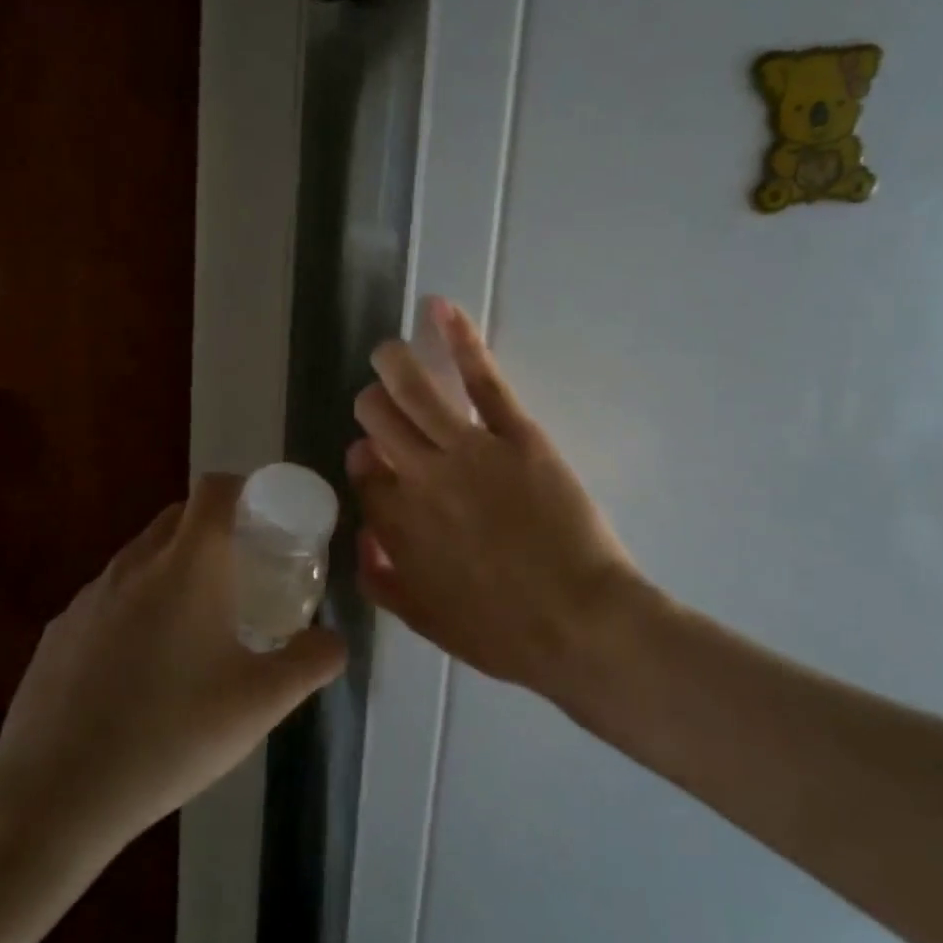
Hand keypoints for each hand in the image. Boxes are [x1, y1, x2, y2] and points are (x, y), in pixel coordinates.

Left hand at [0, 474, 342, 865]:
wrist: (53, 795)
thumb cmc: (171, 734)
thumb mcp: (263, 703)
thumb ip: (312, 662)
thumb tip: (335, 641)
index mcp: (188, 565)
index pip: (216, 489)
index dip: (246, 489)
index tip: (269, 520)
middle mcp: (135, 565)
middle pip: (178, 516)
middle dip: (215, 529)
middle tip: (245, 572)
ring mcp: (89, 597)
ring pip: (141, 557)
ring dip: (174, 568)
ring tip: (198, 623)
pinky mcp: (59, 632)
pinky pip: (109, 597)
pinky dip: (136, 606)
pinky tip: (143, 667)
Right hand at [349, 298, 642, 700]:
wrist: (580, 625)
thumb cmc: (506, 633)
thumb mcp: (428, 622)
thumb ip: (383, 581)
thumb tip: (363, 536)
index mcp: (397, 527)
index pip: (363, 473)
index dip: (366, 458)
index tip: (376, 456)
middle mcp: (420, 480)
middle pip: (377, 422)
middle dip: (374, 408)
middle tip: (386, 405)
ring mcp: (466, 452)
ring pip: (414, 392)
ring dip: (394, 364)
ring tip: (389, 351)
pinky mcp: (514, 436)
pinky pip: (480, 379)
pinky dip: (458, 340)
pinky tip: (440, 309)